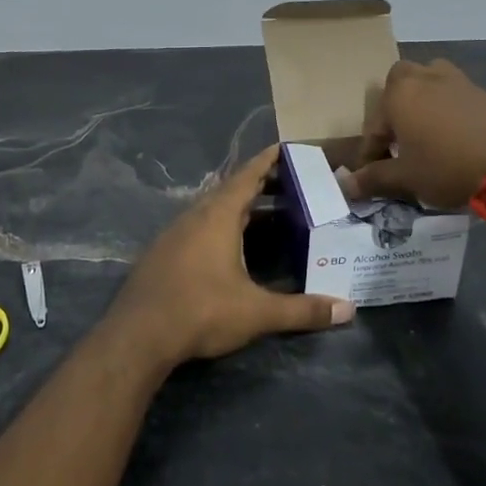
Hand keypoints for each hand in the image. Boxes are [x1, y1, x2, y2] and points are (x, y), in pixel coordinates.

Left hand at [110, 145, 353, 364]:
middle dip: (261, 187)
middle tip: (293, 188)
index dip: (268, 161)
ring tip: (269, 218)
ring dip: (240, 210)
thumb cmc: (201, 311)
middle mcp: (194, 216)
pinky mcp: (163, 254)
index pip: (247, 176)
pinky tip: (232, 250)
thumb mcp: (257, 312)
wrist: (136, 337)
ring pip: (213, 211)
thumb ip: (302, 310)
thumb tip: (348, 310)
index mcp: (218, 216)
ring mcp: (174, 234)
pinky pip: (199, 228)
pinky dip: (221, 228)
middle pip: (231, 191)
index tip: (287, 148)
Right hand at [340, 58, 485, 208]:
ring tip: (425, 130)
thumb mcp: (405, 178)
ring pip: (429, 79)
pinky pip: (454, 92)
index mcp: (399, 94)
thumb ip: (373, 179)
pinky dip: (447, 108)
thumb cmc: (446, 167)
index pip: (374, 125)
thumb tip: (344, 186)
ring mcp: (456, 80)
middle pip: (400, 82)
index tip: (371, 175)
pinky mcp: (482, 91)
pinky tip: (453, 134)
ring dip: (422, 99)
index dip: (370, 153)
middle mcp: (424, 78)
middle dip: (394, 106)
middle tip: (398, 139)